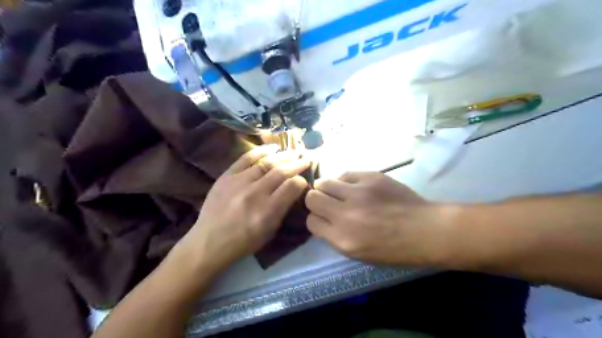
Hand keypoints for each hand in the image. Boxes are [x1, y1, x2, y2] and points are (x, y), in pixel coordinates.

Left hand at [178, 146, 309, 271]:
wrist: (209, 241)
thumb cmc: (244, 241)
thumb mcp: (270, 231)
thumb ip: (283, 209)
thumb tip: (294, 189)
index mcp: (267, 211)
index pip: (292, 186)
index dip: (301, 180)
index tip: (304, 179)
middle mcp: (255, 193)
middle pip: (281, 171)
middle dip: (297, 164)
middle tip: (306, 159)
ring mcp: (239, 182)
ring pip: (267, 162)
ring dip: (284, 156)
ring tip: (294, 152)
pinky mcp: (226, 176)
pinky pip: (246, 158)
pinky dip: (261, 150)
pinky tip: (273, 147)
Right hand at [307, 173, 445, 264]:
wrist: (425, 229)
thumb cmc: (394, 249)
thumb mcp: (359, 254)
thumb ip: (336, 237)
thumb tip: (323, 219)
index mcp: (342, 239)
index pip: (311, 222)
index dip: (315, 219)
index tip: (323, 218)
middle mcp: (345, 214)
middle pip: (312, 198)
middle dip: (315, 200)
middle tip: (327, 202)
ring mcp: (358, 193)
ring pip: (324, 182)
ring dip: (327, 187)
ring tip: (338, 192)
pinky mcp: (370, 177)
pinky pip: (345, 174)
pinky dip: (345, 181)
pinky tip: (354, 187)